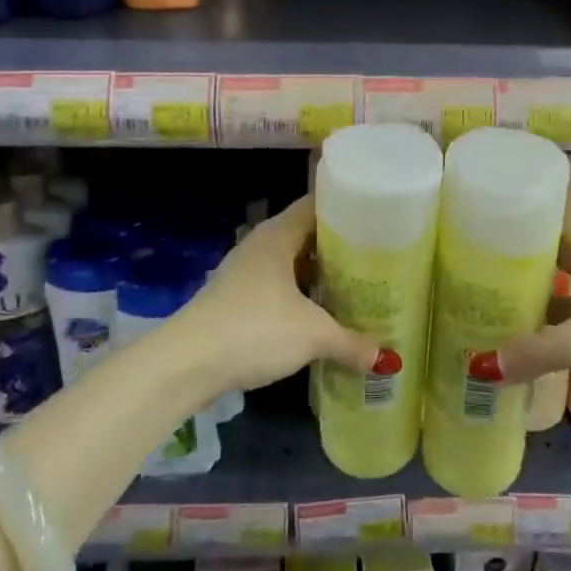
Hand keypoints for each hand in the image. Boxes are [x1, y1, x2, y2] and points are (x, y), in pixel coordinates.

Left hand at [184, 197, 383, 395]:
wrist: (185, 365)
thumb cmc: (253, 330)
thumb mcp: (312, 335)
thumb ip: (351, 342)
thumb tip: (385, 359)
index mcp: (278, 236)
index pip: (317, 205)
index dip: (347, 208)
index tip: (378, 219)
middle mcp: (261, 246)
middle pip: (307, 236)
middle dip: (339, 247)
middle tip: (376, 258)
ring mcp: (245, 273)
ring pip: (292, 265)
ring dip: (319, 275)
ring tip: (356, 287)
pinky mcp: (236, 300)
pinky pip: (278, 288)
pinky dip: (301, 297)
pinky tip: (321, 316)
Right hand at [491, 206, 570, 445]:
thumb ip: (530, 351)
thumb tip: (481, 365)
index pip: (562, 220)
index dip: (528, 218)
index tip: (488, 224)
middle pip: (563, 254)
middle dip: (525, 260)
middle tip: (480, 265)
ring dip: (540, 297)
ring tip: (494, 301)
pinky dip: (557, 326)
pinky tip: (528, 341)